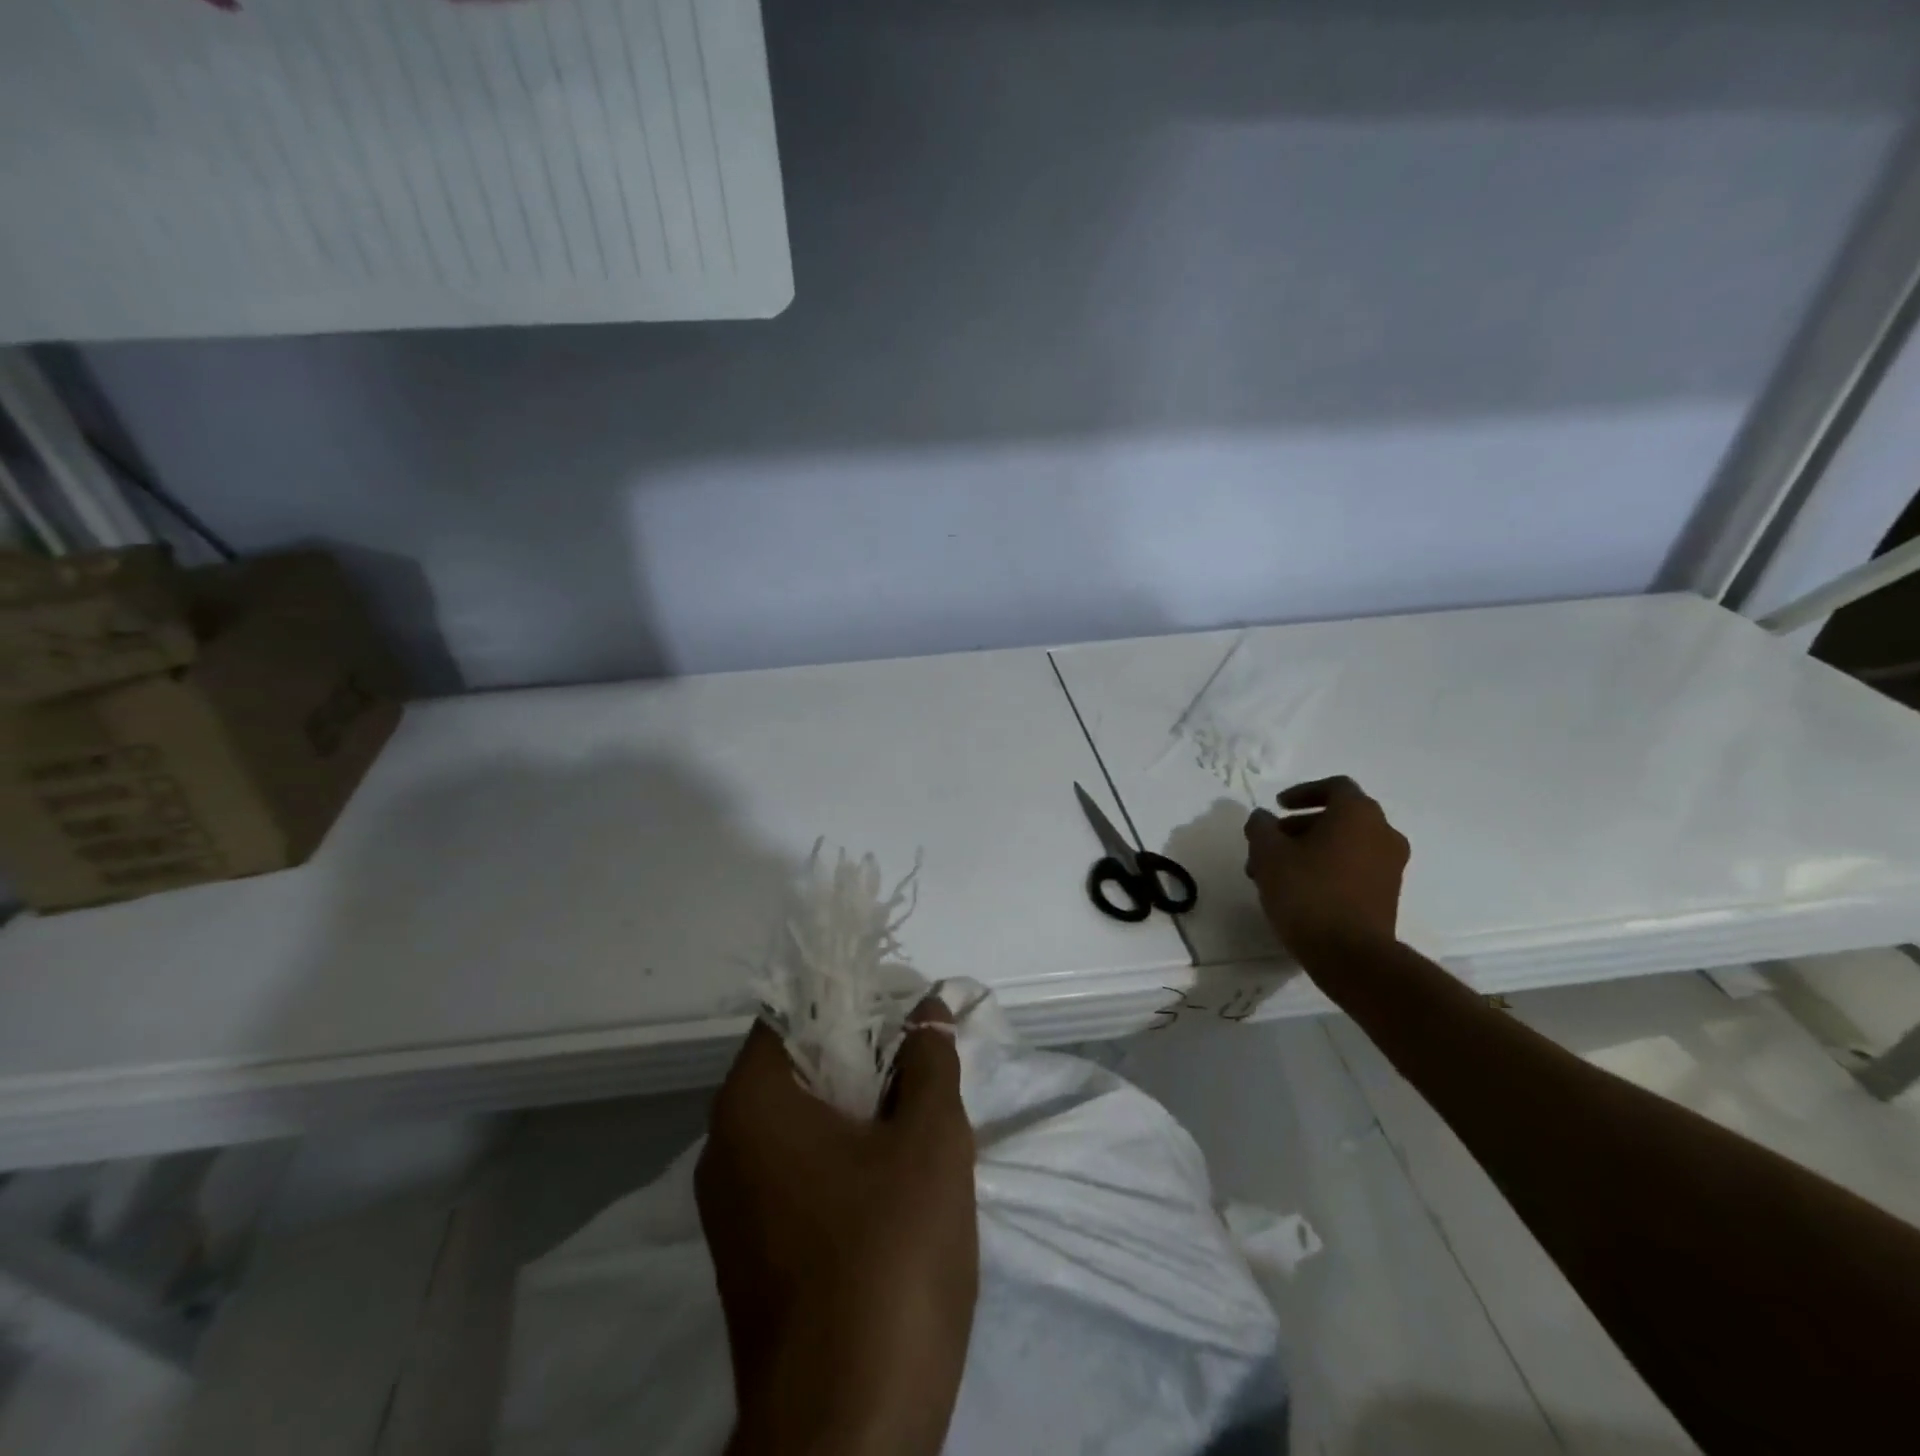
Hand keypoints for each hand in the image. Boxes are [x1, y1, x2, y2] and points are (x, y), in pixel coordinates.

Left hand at [696, 998, 977, 1455]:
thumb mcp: (930, 1143)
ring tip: (921, 1108)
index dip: (852, 997)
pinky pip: (798, 1169)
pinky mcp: (752, 1252)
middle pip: (798, 1064)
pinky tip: (895, 1173)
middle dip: (865, 1053)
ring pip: (802, 1120)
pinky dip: (843, 1152)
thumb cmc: (887, 1261)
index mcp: (751, 1103)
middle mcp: (725, 1144)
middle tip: (925, 1057)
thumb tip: (928, 1008)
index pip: (794, 1012)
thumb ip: (929, 1061)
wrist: (846, 1436)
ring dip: (860, 1105)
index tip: (903, 1006)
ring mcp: (733, 1205)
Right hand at [1244, 776, 1409, 961]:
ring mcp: (1390, 866)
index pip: (1334, 787)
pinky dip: (1327, 868)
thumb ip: (1261, 827)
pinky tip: (1298, 889)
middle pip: (1337, 817)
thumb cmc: (1307, 892)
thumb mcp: (1268, 853)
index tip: (1277, 806)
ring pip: (1343, 845)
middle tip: (1268, 845)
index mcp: (1358, 814)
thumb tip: (1263, 818)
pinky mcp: (1387, 894)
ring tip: (1274, 873)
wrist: (1350, 955)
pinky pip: (1354, 867)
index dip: (1302, 792)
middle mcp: (1382, 833)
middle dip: (1298, 827)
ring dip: (1309, 850)